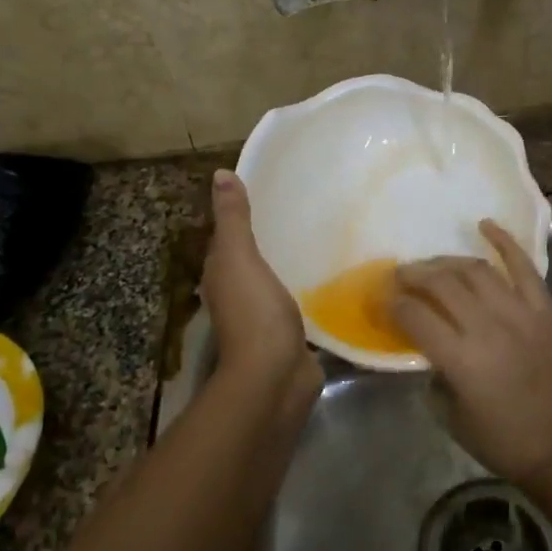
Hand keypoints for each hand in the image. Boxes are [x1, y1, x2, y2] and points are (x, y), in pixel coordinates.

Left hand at [202, 170, 316, 390]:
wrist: (275, 376)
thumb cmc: (254, 312)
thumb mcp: (239, 258)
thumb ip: (233, 219)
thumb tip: (220, 174)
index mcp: (222, 275)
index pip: (228, 238)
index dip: (241, 215)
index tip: (270, 191)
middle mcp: (238, 294)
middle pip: (253, 259)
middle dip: (272, 238)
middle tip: (305, 210)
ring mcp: (265, 317)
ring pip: (277, 280)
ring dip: (291, 264)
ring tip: (322, 237)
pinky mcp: (291, 333)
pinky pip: (299, 302)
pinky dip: (309, 289)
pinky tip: (331, 276)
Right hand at [391, 221, 551, 483]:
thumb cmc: (501, 439)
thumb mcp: (450, 415)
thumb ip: (434, 374)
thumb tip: (428, 345)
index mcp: (461, 359)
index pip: (416, 316)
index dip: (393, 304)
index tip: (384, 299)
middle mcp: (488, 328)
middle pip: (442, 284)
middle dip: (414, 275)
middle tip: (401, 274)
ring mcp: (520, 313)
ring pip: (476, 270)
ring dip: (448, 262)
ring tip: (433, 265)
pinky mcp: (544, 309)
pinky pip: (524, 267)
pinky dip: (504, 242)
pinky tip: (484, 225)